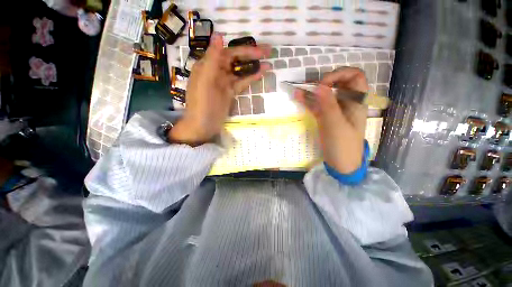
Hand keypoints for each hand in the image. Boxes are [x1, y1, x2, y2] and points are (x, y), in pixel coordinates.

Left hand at [169, 34, 270, 145]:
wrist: (203, 126)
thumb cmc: (202, 104)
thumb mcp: (206, 81)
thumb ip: (212, 59)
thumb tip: (219, 35)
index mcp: (208, 66)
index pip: (228, 52)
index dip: (244, 50)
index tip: (259, 51)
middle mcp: (216, 71)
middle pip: (236, 60)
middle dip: (251, 56)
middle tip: (269, 52)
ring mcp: (224, 83)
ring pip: (240, 72)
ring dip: (253, 67)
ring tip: (268, 64)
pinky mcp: (229, 93)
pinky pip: (240, 83)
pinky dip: (249, 79)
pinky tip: (260, 75)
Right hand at [295, 67, 368, 172]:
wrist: (341, 163)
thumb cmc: (343, 145)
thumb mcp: (336, 124)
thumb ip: (328, 105)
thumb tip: (319, 85)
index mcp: (356, 101)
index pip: (355, 77)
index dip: (340, 74)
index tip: (324, 83)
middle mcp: (346, 103)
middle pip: (339, 83)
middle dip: (325, 81)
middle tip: (312, 87)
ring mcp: (334, 110)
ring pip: (325, 95)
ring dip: (313, 91)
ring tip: (299, 90)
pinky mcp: (324, 117)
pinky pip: (316, 106)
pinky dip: (308, 102)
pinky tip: (298, 97)